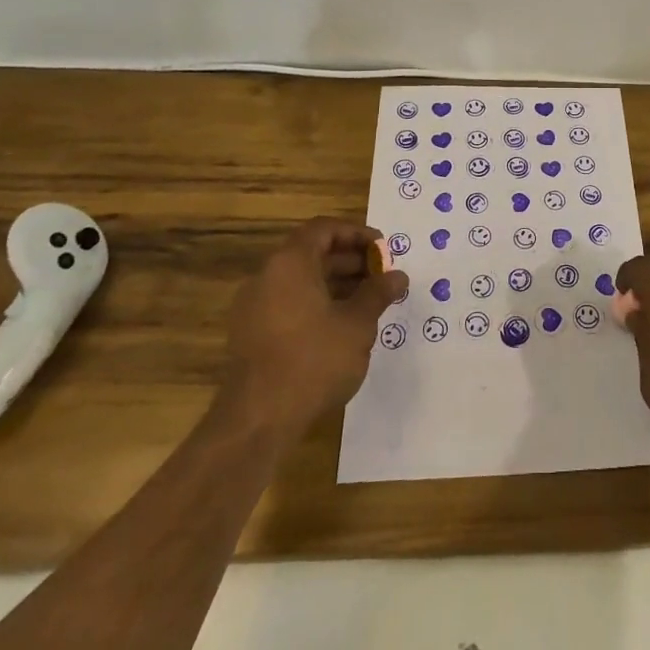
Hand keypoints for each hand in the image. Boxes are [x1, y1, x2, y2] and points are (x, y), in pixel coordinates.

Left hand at [219, 219, 407, 441]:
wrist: (258, 420)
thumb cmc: (314, 360)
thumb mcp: (357, 323)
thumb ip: (378, 293)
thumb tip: (398, 276)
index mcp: (290, 263)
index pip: (324, 229)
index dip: (357, 234)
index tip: (383, 249)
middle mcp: (267, 276)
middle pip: (312, 254)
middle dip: (350, 261)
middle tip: (382, 277)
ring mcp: (254, 307)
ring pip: (300, 281)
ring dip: (336, 284)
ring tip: (368, 302)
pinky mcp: (251, 335)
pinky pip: (288, 304)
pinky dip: (316, 304)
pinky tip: (342, 327)